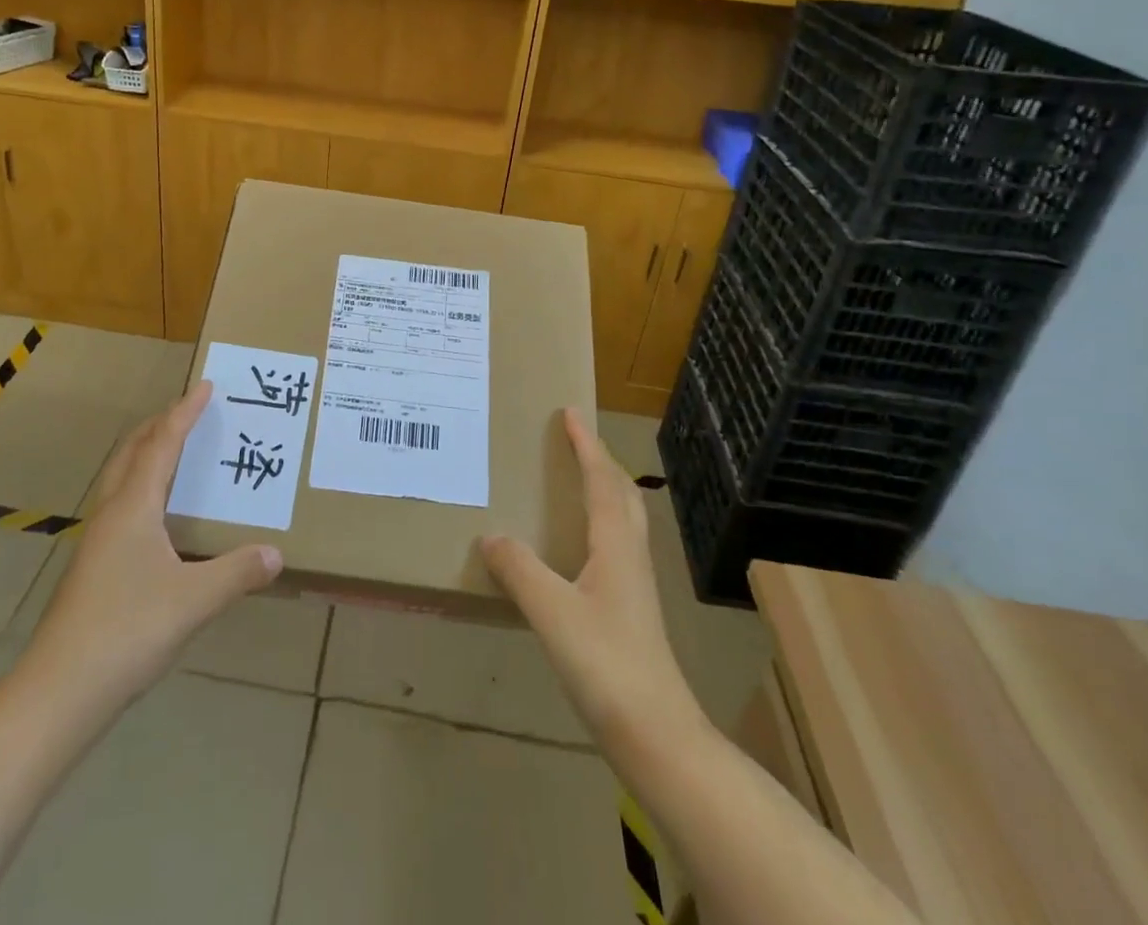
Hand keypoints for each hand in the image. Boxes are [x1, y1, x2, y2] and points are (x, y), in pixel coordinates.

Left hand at [14, 383, 282, 714]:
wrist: (58, 691)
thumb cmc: (127, 631)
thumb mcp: (193, 601)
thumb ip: (237, 574)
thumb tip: (277, 554)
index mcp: (134, 507)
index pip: (163, 445)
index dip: (184, 413)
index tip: (203, 386)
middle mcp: (112, 513)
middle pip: (132, 451)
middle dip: (160, 424)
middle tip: (188, 410)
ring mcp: (97, 540)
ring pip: (122, 477)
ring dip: (147, 453)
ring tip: (175, 451)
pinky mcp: (93, 565)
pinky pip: (121, 503)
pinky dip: (142, 485)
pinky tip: (158, 514)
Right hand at [480, 409, 697, 747]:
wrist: (656, 733)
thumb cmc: (606, 663)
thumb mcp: (552, 612)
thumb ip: (519, 569)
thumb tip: (490, 536)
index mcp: (616, 544)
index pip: (602, 480)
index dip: (586, 445)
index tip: (570, 413)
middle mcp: (630, 555)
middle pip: (622, 494)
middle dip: (600, 461)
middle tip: (575, 441)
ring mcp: (635, 584)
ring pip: (623, 520)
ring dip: (603, 490)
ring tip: (575, 481)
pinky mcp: (630, 610)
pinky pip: (615, 545)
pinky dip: (598, 523)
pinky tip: (576, 547)